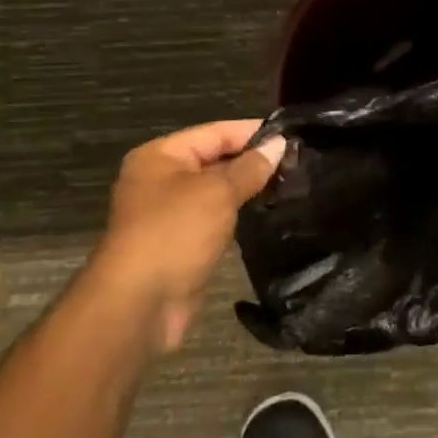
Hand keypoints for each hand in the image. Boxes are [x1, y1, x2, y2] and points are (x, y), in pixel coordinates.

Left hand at [85, 120, 284, 352]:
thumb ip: (250, 167)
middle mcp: (161, 179)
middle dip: (253, 161)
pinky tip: (270, 213)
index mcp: (160, 156)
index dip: (253, 132)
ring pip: (217, 191)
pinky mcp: (181, 244)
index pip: (215, 132)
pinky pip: (216, 219)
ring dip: (248, 189)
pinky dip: (239, 215)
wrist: (139, 305)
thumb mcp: (217, 192)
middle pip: (215, 159)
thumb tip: (278, 144)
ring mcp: (169, 214)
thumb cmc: (175, 233)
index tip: (291, 135)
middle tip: (297, 161)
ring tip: (291, 183)